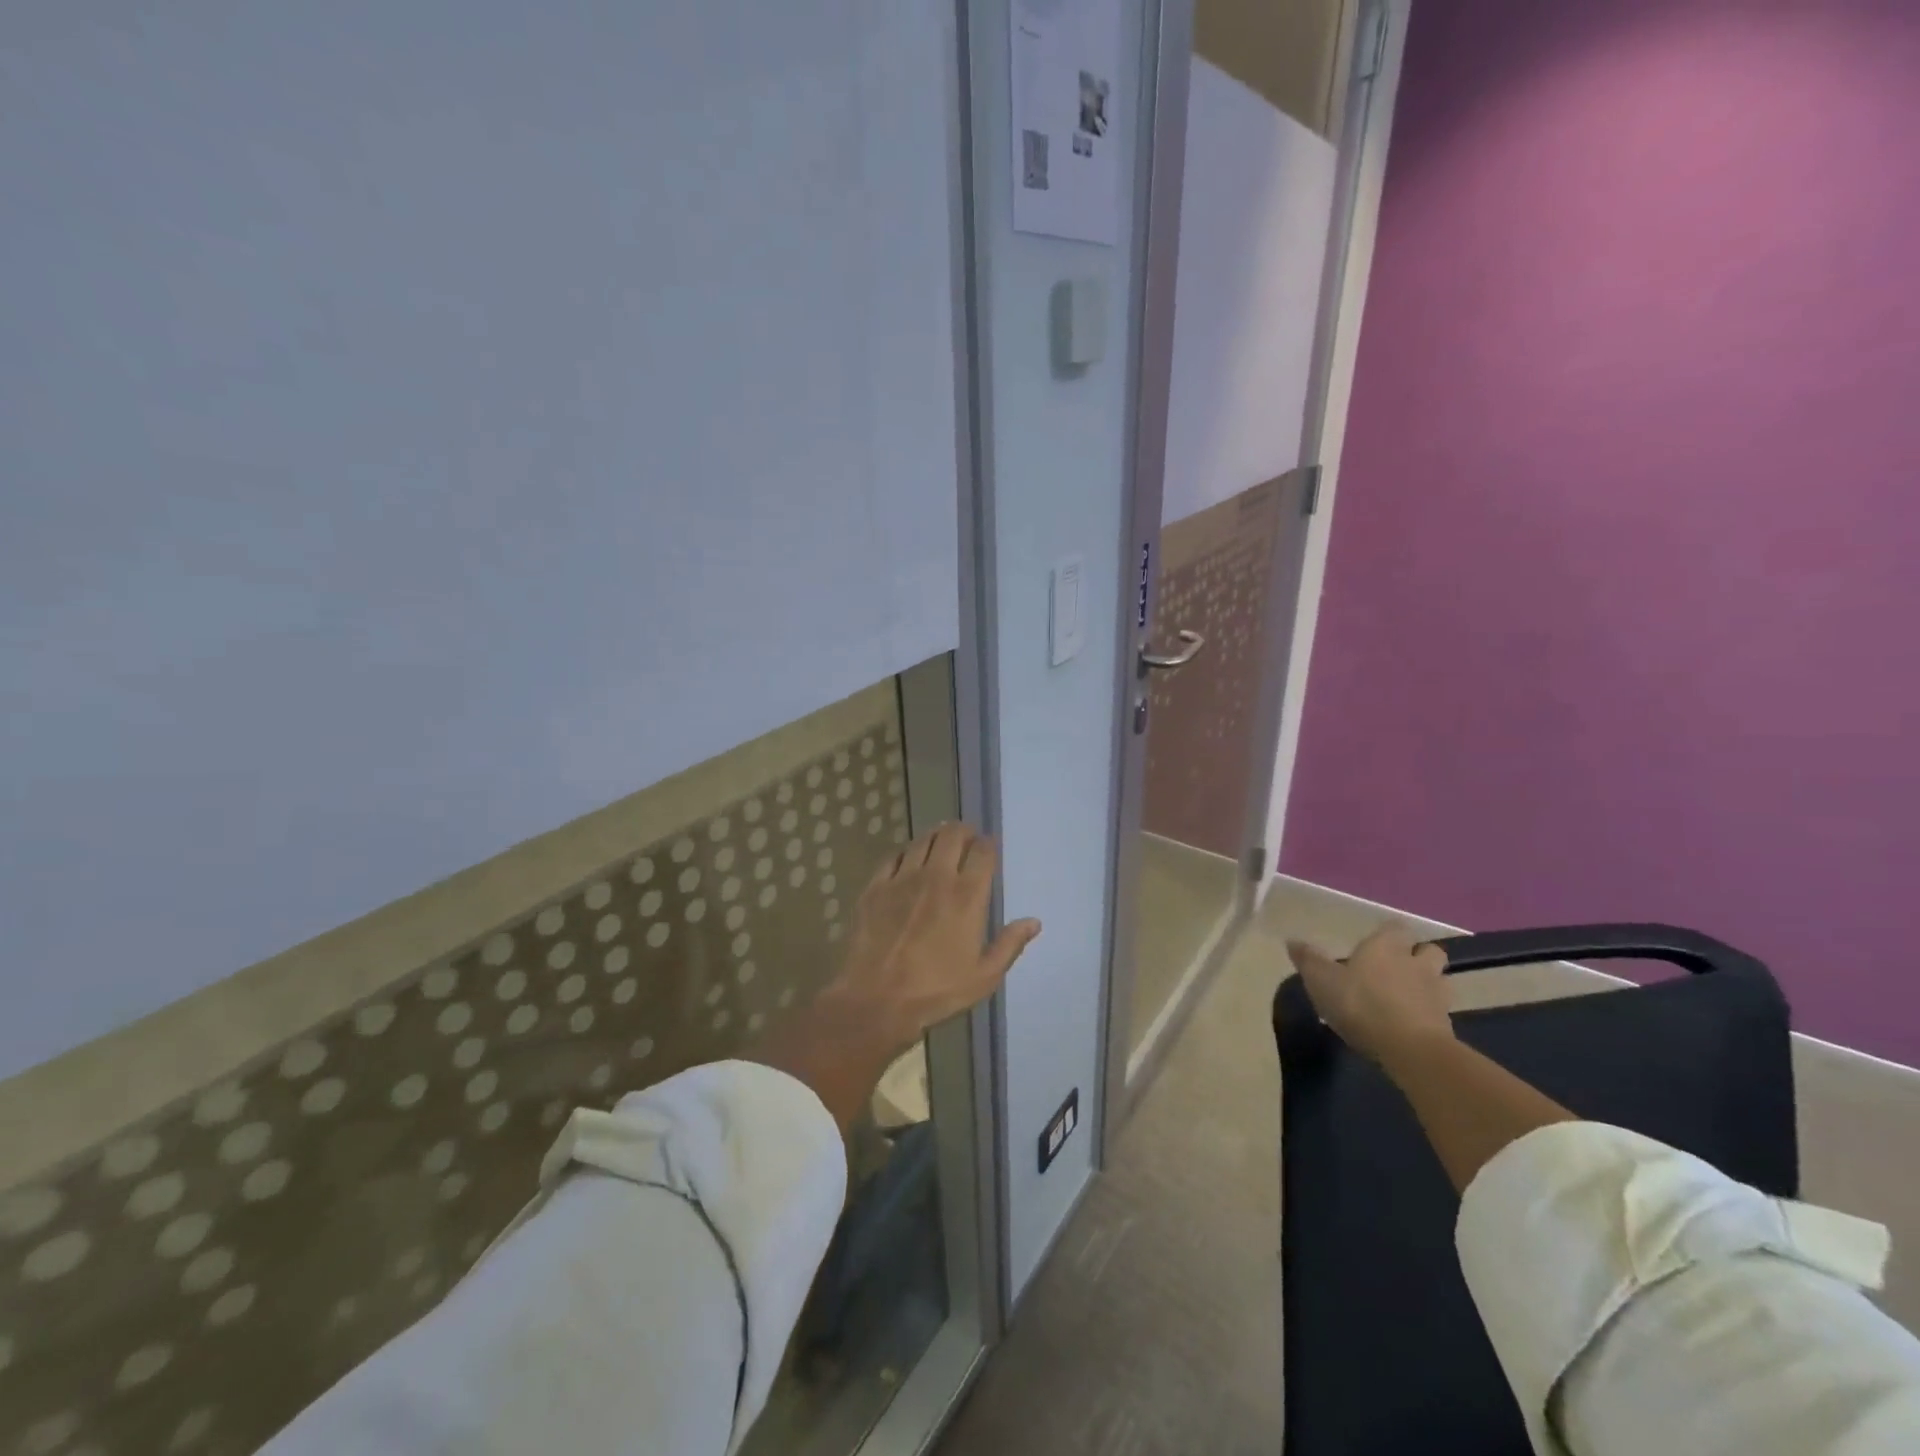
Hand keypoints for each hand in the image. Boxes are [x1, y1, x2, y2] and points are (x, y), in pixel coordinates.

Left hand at [823, 822, 1040, 1052]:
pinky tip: (907, 860)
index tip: (988, 848)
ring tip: (940, 842)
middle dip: (962, 831)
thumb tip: (1034, 921)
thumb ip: (1010, 944)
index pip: (983, 852)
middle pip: (951, 835)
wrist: (876, 1000)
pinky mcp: (875, 887)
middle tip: (965, 838)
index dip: (988, 844)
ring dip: (935, 836)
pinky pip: (893, 857)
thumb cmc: (936, 991)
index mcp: (967, 896)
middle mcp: (936, 877)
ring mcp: (902, 879)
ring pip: (922, 841)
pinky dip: (905, 853)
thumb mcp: (984, 977)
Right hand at [1288, 923, 1453, 1061]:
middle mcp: (1416, 963)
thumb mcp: (1321, 980)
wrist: (1411, 1050)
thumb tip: (1292, 940)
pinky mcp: (1447, 1024)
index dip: (1389, 933)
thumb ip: (1308, 959)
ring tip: (1406, 997)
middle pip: (1428, 951)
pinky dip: (1428, 1014)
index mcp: (1386, 946)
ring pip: (1439, 980)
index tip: (1375, 943)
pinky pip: (1439, 1011)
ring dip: (1427, 985)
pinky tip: (1410, 1024)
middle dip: (1417, 956)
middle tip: (1397, 969)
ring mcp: (1436, 994)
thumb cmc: (1361, 1004)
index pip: (1396, 927)